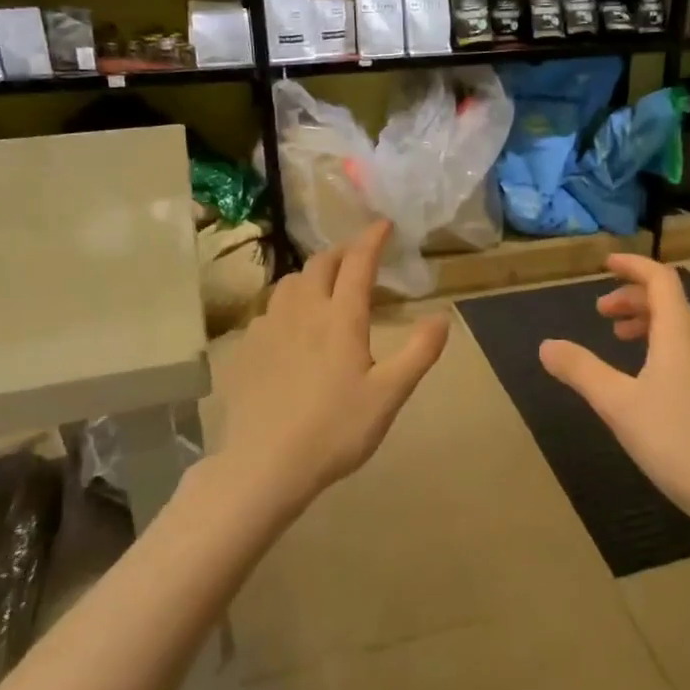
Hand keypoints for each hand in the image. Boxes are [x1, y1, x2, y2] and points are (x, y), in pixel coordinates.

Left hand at [217, 220, 449, 510]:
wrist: (265, 464)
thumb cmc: (336, 430)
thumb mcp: (389, 396)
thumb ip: (419, 353)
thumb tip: (442, 317)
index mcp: (341, 318)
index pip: (358, 263)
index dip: (372, 239)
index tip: (384, 225)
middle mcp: (303, 311)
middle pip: (319, 264)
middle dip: (342, 253)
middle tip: (358, 258)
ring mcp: (269, 328)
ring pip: (290, 283)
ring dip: (312, 274)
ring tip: (325, 287)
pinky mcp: (247, 349)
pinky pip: (269, 310)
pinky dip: (288, 303)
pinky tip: (292, 326)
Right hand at [538, 255, 689, 526]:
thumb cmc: (676, 440)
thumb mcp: (617, 404)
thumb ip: (581, 371)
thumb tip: (546, 346)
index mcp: (680, 334)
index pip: (660, 280)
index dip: (633, 266)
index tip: (606, 264)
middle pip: (670, 302)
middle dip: (633, 298)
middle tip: (600, 313)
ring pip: (680, 327)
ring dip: (648, 322)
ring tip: (619, 340)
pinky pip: (688, 350)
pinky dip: (662, 345)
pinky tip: (646, 378)